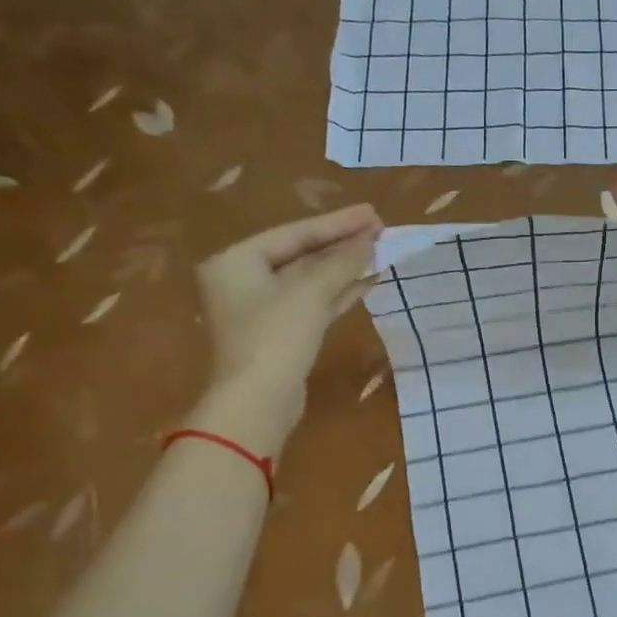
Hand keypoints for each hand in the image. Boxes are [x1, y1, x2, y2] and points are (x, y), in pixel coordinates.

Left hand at [189, 204, 380, 447]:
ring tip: (380, 252)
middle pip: (301, 255)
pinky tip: (367, 282)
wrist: (257, 403)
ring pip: (309, 281)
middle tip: (380, 229)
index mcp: (236, 261)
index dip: (337, 223)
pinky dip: (338, 293)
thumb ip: (342, 262)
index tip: (373, 213)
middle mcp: (242, 280)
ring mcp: (261, 310)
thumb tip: (371, 239)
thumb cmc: (275, 337)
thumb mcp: (310, 293)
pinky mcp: (280, 335)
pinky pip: (312, 304)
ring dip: (344, 269)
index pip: (294, 233)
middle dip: (341, 245)